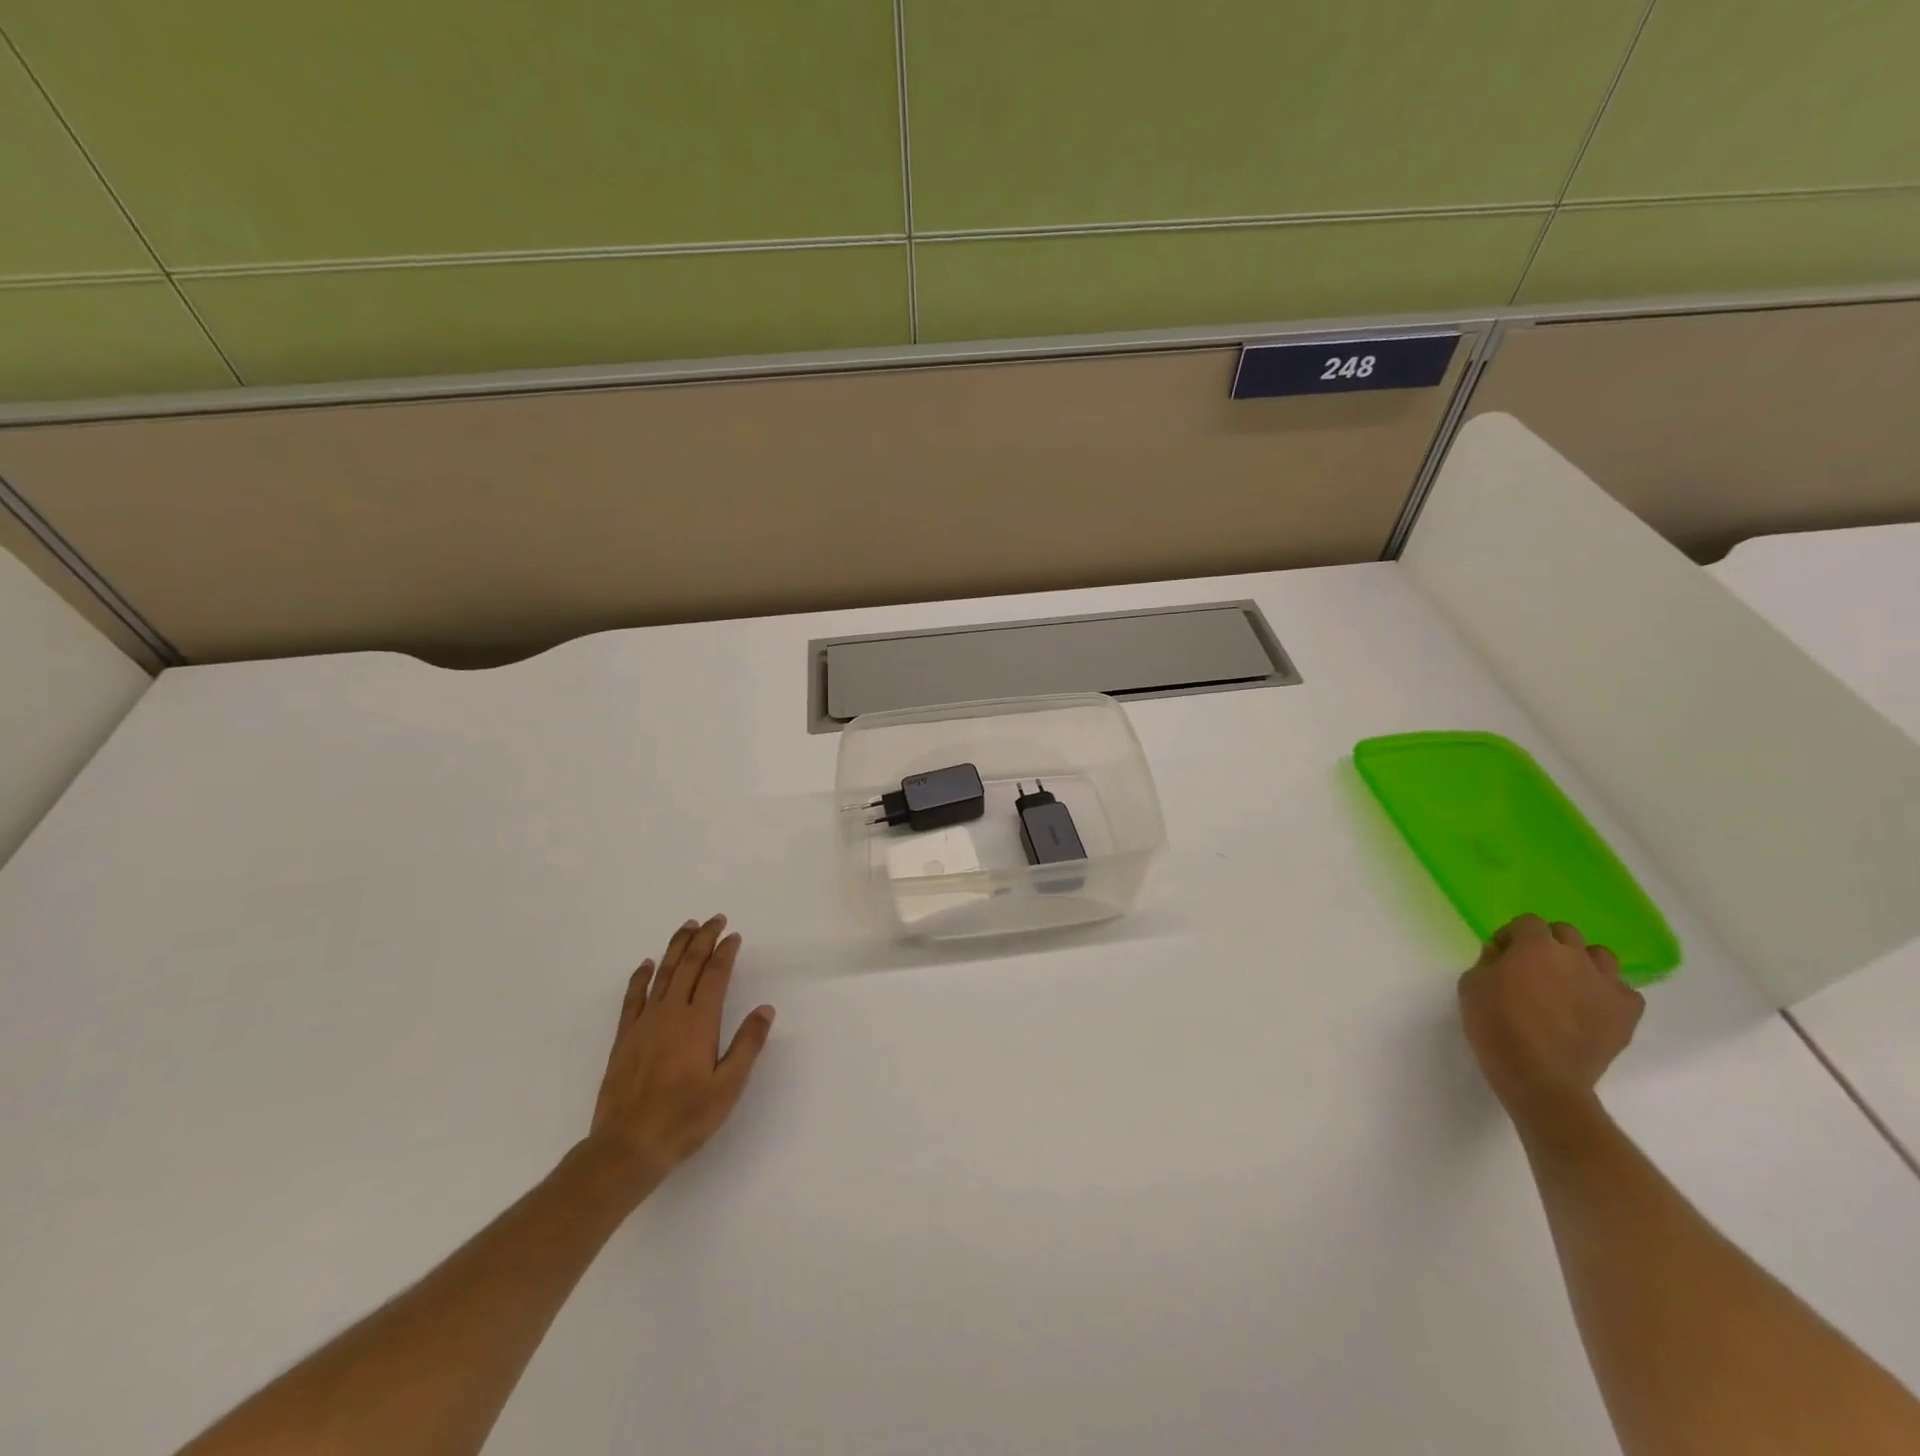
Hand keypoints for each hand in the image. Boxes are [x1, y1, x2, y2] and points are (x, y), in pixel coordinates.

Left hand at [586, 914, 774, 1190]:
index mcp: (699, 1023)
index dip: (725, 952)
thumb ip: (747, 1044)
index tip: (734, 935)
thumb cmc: (685, 1118)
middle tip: (714, 919)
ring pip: (662, 974)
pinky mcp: (625, 1037)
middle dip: (703, 939)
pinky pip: (633, 997)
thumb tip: (765, 1009)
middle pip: (688, 965)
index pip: (715, 976)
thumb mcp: (728, 1086)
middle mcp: (671, 1014)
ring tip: (687, 927)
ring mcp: (644, 1023)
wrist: (628, 1146)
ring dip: (676, 947)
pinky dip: (641, 977)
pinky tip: (646, 964)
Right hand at [1458, 914, 1643, 1130]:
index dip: (1513, 936)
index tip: (1502, 954)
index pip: (1527, 922)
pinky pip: (1623, 991)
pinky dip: (1608, 993)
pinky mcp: (1627, 1013)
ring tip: (1568, 984)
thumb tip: (1503, 953)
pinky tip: (1592, 1007)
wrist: (1539, 1076)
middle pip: (1566, 933)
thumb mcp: (1471, 985)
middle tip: (1534, 967)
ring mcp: (1606, 984)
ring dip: (1583, 963)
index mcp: (1535, 946)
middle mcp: (1575, 957)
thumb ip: (1489, 960)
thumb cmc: (1496, 1025)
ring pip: (1601, 956)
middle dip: (1548, 943)